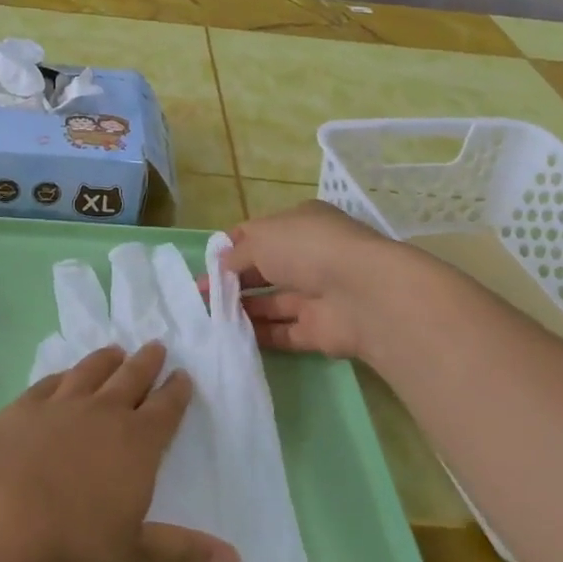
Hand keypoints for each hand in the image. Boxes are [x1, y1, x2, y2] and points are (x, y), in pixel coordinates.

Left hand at [0, 343, 239, 561]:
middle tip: (156, 346)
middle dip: (148, 362)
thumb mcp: (131, 553)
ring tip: (115, 351)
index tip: (183, 376)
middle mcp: (104, 413)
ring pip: (92, 370)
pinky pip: (51, 382)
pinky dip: (63, 375)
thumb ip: (182, 553)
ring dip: (107, 359)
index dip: (177, 391)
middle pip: (132, 377)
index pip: (166, 409)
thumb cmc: (71, 540)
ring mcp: (62, 404)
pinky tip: (63, 375)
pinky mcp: (25, 406)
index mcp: (137, 443)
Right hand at [224, 200, 406, 360]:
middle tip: (201, 296)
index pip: (260, 234)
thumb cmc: (307, 249)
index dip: (231, 248)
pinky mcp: (320, 330)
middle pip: (265, 270)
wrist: (361, 294)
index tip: (207, 265)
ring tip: (209, 318)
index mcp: (301, 224)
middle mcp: (311, 256)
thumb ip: (238, 253)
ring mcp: (317, 294)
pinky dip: (259, 334)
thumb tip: (222, 266)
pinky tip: (231, 337)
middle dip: (232, 281)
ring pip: (273, 302)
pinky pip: (283, 332)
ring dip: (243, 309)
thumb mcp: (262, 239)